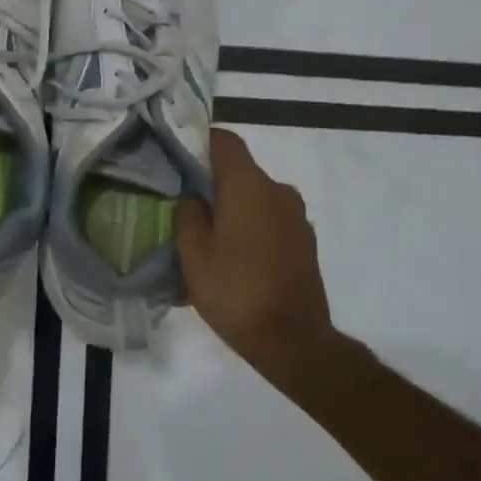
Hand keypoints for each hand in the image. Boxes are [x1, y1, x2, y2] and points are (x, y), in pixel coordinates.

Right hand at [175, 128, 333, 371]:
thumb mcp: (193, 254)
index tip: (176, 159)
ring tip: (207, 242)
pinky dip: (250, 231)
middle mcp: (278, 191)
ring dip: (231, 211)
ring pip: (254, 199)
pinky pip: (269, 222)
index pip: (224, 141)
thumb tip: (193, 197)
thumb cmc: (235, 291)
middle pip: (239, 172)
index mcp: (249, 186)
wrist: (292, 339)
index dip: (198, 142)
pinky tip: (233, 261)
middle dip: (211, 185)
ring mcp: (297, 218)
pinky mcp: (304, 243)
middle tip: (182, 209)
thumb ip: (187, 215)